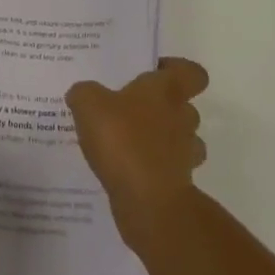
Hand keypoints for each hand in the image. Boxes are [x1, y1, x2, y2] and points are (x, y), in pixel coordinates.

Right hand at [66, 57, 209, 250]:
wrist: (148, 203)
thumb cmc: (123, 140)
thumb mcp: (89, 104)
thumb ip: (85, 93)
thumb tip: (82, 93)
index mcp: (167, 90)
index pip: (192, 72)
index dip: (178, 70)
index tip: (155, 73)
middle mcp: (182, 118)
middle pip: (185, 107)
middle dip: (163, 109)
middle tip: (132, 110)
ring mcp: (184, 155)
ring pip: (181, 141)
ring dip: (162, 141)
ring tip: (129, 142)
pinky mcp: (178, 186)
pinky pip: (167, 171)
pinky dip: (152, 170)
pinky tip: (125, 171)